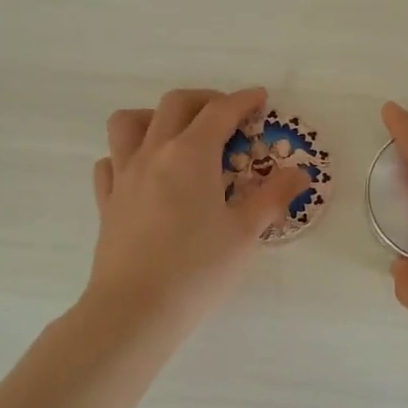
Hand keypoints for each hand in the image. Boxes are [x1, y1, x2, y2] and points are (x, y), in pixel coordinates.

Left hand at [86, 87, 308, 328]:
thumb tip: (300, 173)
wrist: (136, 308)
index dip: (243, 100)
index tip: (260, 98)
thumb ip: (273, 196)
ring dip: (155, 117)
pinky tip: (145, 174)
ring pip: (129, 122)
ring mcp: (124, 175)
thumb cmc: (198, 268)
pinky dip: (127, 156)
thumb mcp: (246, 232)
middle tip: (227, 116)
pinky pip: (111, 162)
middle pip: (175, 104)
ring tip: (177, 136)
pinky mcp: (107, 201)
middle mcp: (154, 153)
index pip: (220, 111)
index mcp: (191, 154)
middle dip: (205, 100)